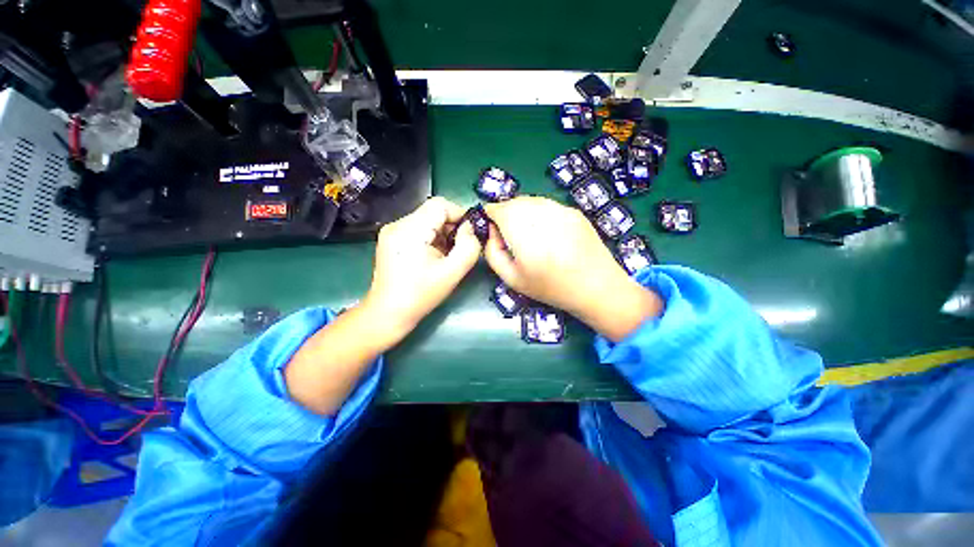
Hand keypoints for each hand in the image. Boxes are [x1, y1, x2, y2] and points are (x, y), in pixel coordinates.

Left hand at [362, 196, 482, 340]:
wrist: (388, 313)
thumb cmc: (421, 295)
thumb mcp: (452, 272)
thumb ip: (468, 247)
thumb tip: (471, 229)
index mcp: (409, 230)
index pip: (440, 205)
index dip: (459, 215)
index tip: (469, 235)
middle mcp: (397, 224)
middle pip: (433, 212)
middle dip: (451, 227)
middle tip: (459, 249)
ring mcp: (392, 231)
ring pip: (427, 221)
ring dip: (442, 234)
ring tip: (446, 256)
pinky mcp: (391, 239)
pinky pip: (419, 229)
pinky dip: (432, 238)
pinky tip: (434, 257)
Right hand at [484, 196, 661, 340]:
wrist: (596, 286)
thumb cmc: (551, 287)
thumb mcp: (512, 279)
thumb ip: (493, 253)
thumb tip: (491, 231)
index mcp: (525, 235)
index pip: (499, 209)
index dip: (490, 213)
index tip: (490, 224)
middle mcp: (543, 216)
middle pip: (515, 202)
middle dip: (505, 212)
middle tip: (507, 231)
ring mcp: (561, 211)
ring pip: (531, 201)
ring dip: (522, 211)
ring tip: (526, 231)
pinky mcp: (574, 211)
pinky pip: (547, 205)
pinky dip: (539, 212)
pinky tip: (545, 231)